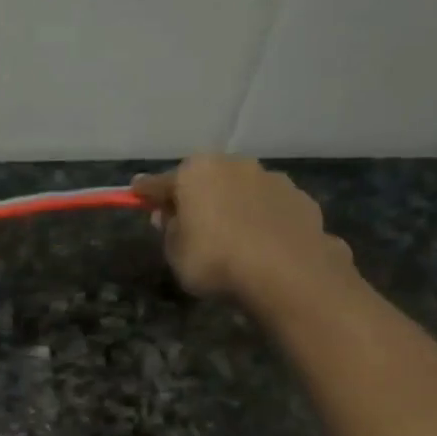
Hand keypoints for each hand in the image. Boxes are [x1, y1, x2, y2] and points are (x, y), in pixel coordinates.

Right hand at [132, 155, 352, 304]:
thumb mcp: (175, 253)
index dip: (147, 192)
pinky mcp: (299, 198)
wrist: (284, 271)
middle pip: (206, 179)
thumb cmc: (215, 260)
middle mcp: (233, 165)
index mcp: (196, 172)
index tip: (137, 193)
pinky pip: (269, 207)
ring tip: (232, 236)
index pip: (161, 182)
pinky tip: (262, 243)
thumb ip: (169, 230)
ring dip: (232, 205)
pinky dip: (262, 219)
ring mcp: (270, 178)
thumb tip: (168, 215)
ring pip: (241, 189)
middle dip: (196, 196)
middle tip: (189, 222)